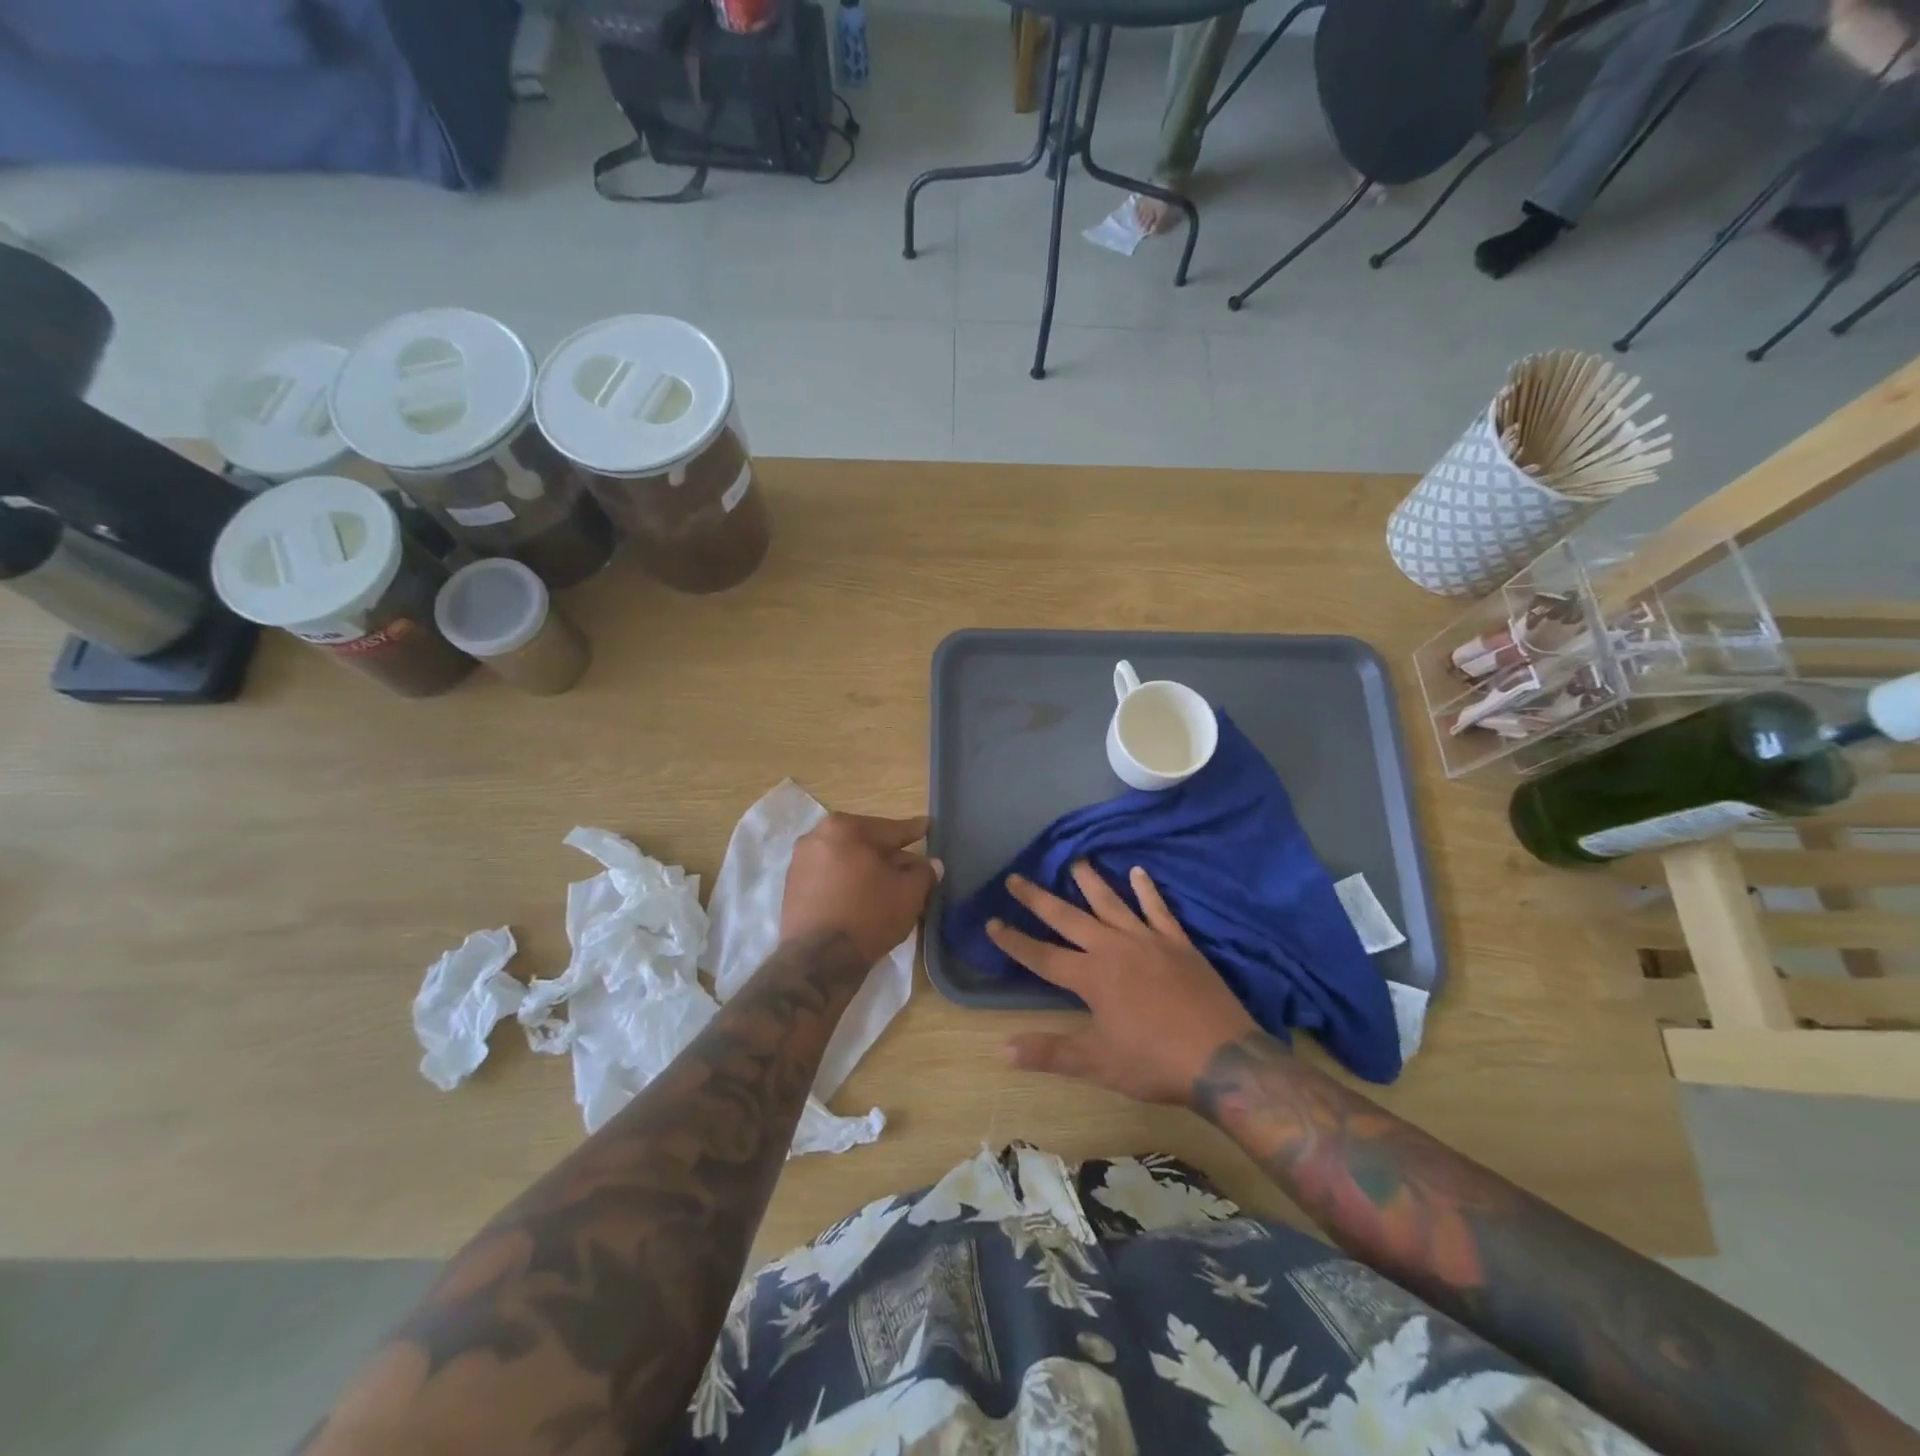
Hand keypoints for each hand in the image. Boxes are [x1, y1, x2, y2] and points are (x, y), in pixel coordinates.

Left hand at [781, 813, 940, 968]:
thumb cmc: (868, 916)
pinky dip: (849, 883)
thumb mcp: (909, 893)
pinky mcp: (792, 888)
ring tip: (891, 886)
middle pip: (866, 843)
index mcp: (845, 828)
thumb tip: (932, 865)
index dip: (914, 832)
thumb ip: (924, 872)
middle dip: (890, 855)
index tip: (927, 827)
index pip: (890, 829)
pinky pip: (830, 877)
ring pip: (847, 860)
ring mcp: (801, 862)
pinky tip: (864, 898)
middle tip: (914, 865)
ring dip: (869, 870)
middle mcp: (817, 836)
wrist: (817, 961)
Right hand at [989, 863, 1256, 1105]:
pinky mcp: (1178, 942)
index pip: (1042, 956)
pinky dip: (1147, 890)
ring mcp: (1147, 940)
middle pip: (1068, 918)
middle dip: (1038, 899)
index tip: (991, 922)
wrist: (1222, 1056)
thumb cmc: (1154, 1061)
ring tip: (1075, 859)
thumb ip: (1049, 1052)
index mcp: (1091, 977)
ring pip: (1111, 903)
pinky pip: (1158, 909)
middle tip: (1016, 877)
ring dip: (1090, 881)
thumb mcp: (1097, 1063)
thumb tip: (1001, 1049)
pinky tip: (1138, 871)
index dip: (1014, 941)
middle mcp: (1113, 949)